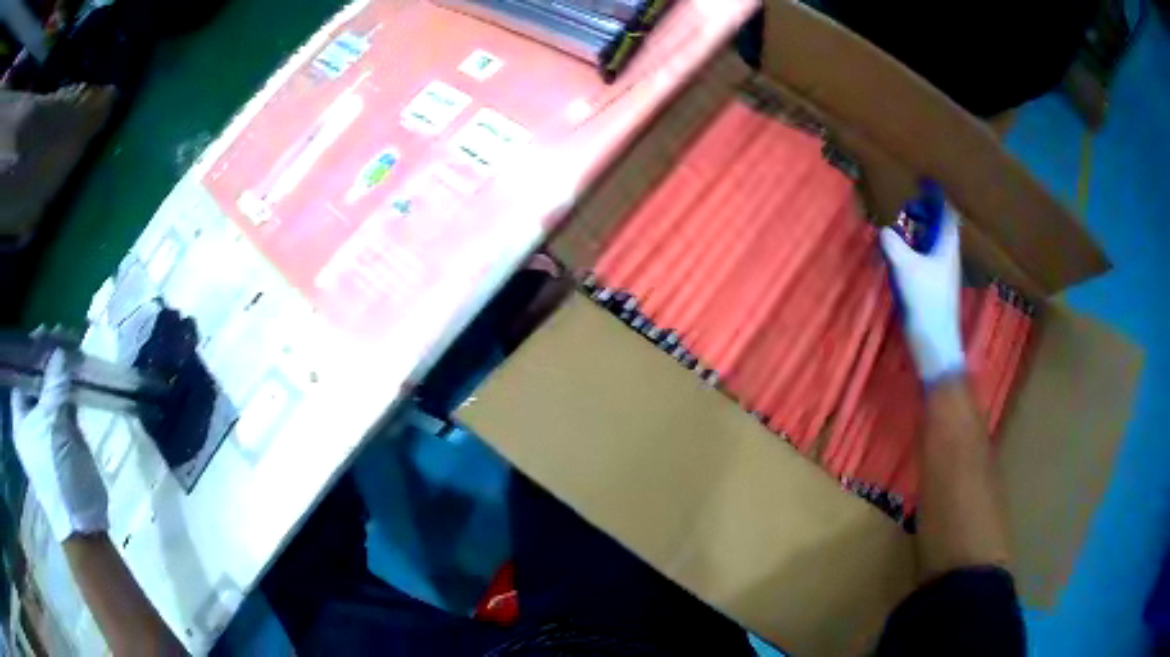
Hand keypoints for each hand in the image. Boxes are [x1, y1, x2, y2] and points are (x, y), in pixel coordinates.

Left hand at [11, 349, 108, 541]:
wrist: (82, 522)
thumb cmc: (57, 473)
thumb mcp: (52, 424)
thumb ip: (55, 382)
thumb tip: (60, 348)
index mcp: (19, 418)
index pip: (20, 373)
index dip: (30, 351)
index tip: (45, 333)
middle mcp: (28, 420)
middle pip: (34, 379)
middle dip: (47, 358)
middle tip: (61, 336)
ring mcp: (45, 430)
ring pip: (50, 390)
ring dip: (60, 371)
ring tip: (72, 347)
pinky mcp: (62, 437)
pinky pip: (63, 404)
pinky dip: (69, 388)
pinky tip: (78, 371)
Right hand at [880, 207, 964, 383]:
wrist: (935, 342)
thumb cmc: (926, 302)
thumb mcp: (906, 268)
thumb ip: (893, 244)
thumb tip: (883, 230)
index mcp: (947, 245)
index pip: (946, 211)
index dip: (936, 194)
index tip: (924, 180)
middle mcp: (948, 254)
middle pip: (942, 224)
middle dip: (928, 209)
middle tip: (911, 198)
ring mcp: (942, 270)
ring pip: (934, 240)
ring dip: (922, 228)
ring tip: (905, 220)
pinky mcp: (934, 285)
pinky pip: (927, 255)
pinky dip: (917, 246)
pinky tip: (904, 251)